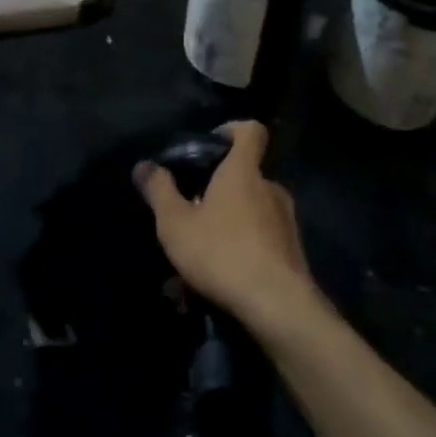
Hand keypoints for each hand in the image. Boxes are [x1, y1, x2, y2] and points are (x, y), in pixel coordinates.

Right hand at [133, 121, 321, 336]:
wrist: (278, 307)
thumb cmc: (222, 252)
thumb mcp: (176, 223)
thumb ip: (159, 191)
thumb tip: (143, 165)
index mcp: (244, 172)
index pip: (250, 130)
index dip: (232, 130)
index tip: (210, 144)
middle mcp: (270, 189)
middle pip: (245, 176)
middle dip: (219, 191)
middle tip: (191, 213)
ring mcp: (285, 221)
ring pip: (251, 213)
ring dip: (227, 226)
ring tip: (199, 256)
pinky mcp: (292, 253)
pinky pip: (261, 242)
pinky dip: (240, 252)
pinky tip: (218, 282)